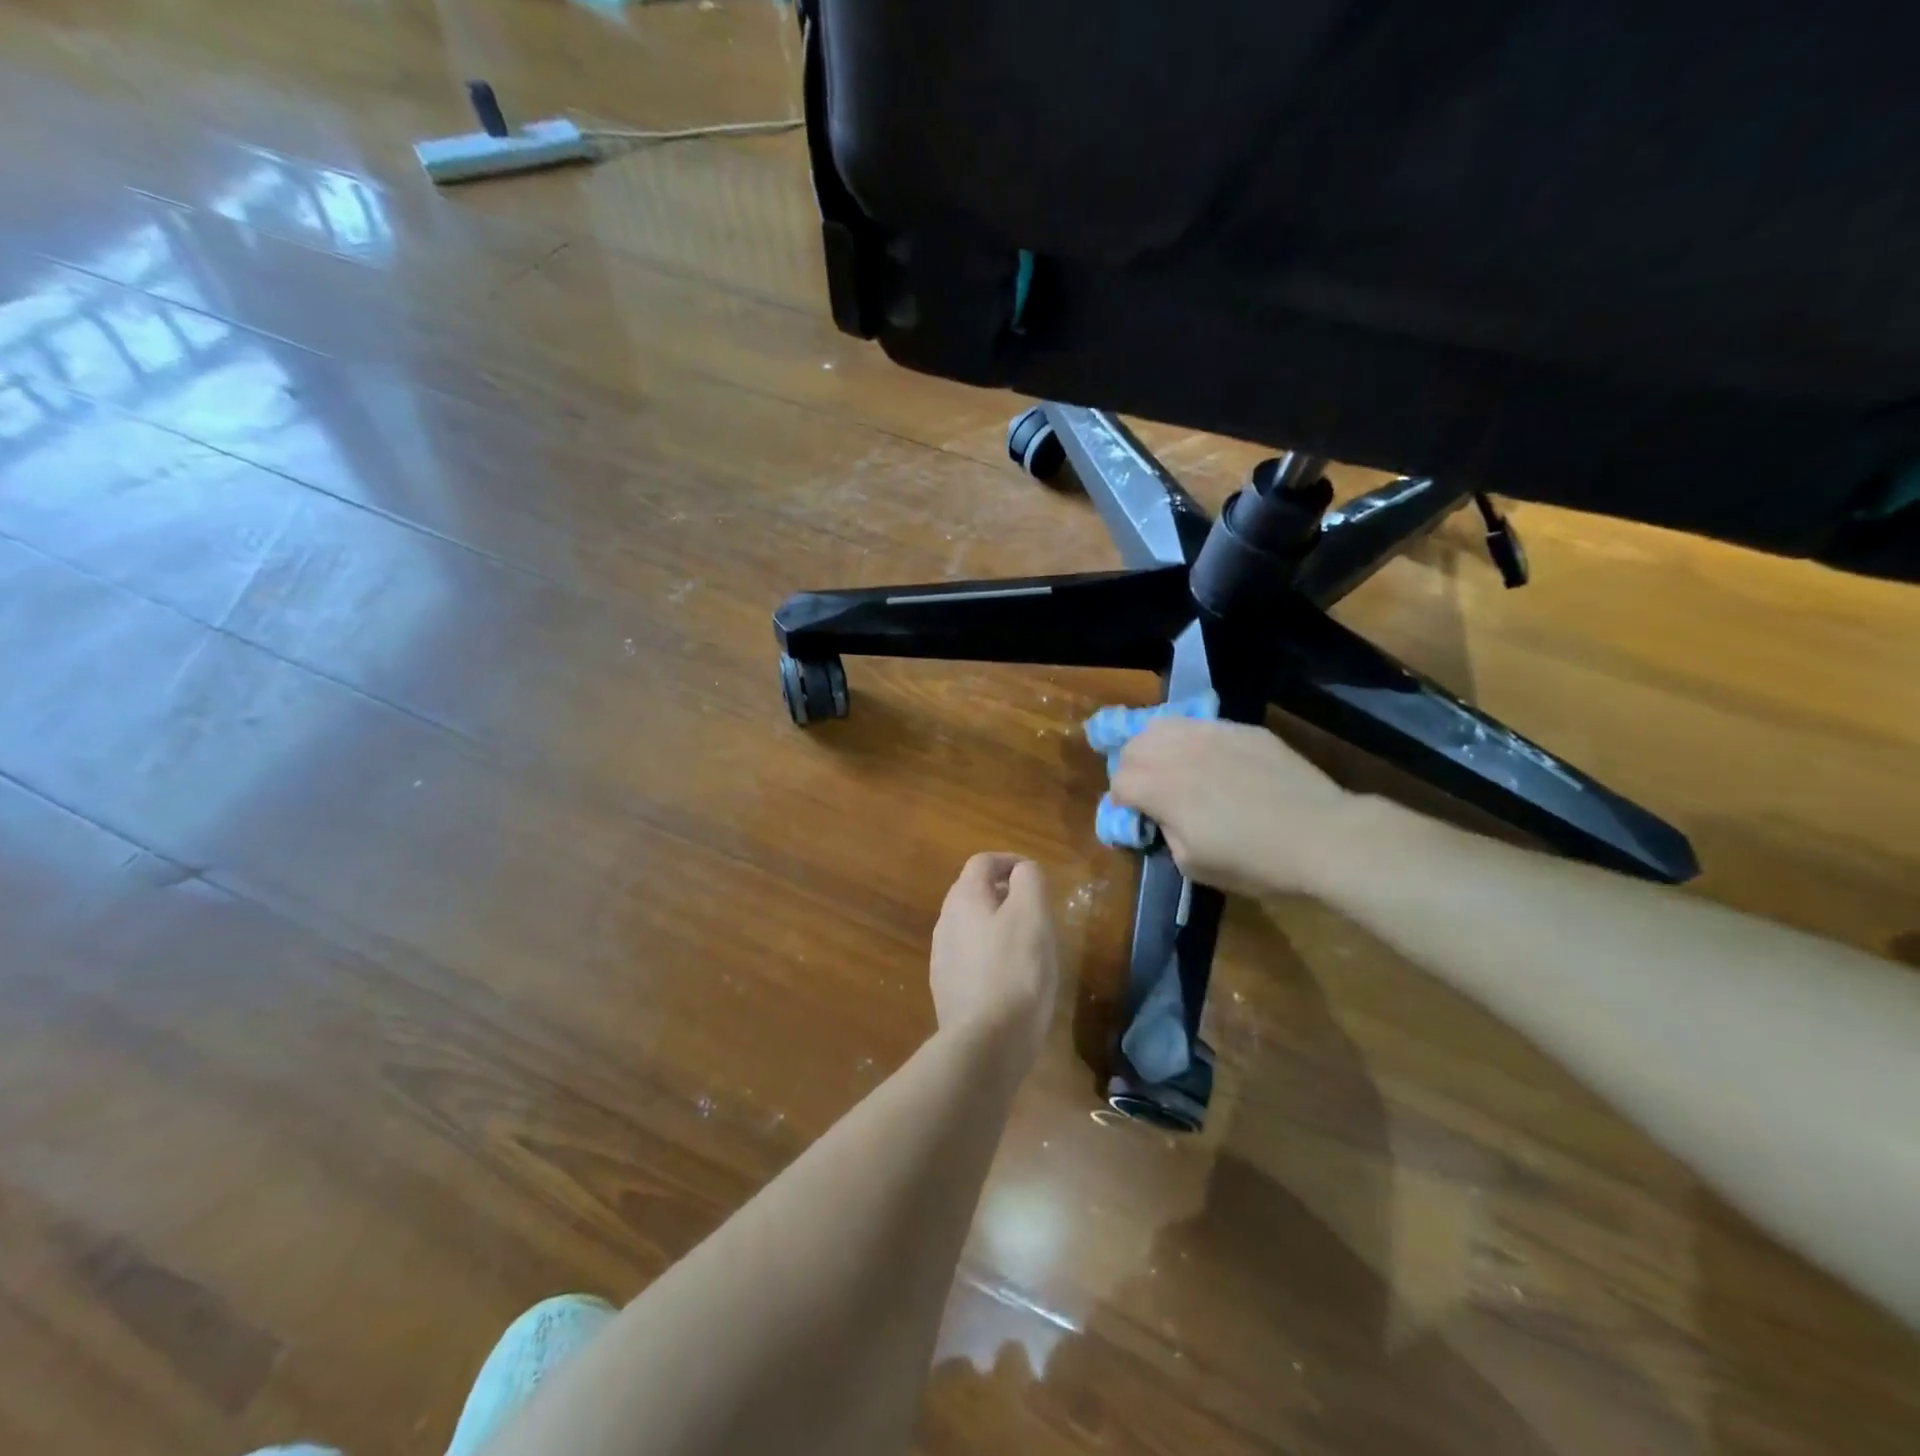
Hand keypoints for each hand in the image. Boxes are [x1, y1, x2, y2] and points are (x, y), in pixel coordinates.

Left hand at [929, 853, 1058, 1072]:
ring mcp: (942, 957)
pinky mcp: (947, 988)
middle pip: (973, 893)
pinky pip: (971, 958)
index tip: (1035, 877)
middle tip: (1035, 910)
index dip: (1010, 861)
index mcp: (963, 898)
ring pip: (972, 926)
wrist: (986, 1042)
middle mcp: (945, 922)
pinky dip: (991, 955)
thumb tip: (1023, 871)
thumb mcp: (1032, 915)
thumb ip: (1028, 881)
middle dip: (1004, 894)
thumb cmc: (1015, 970)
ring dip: (997, 925)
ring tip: (1027, 944)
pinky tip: (1011, 977)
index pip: (983, 862)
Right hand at [1110, 718, 1354, 894]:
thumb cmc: (1255, 860)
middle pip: (1133, 746)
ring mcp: (1210, 733)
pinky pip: (1200, 725)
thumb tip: (1162, 817)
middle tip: (1149, 792)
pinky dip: (1190, 739)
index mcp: (1160, 787)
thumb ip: (1165, 833)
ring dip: (1155, 746)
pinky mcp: (1240, 729)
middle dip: (1132, 769)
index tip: (1136, 817)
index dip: (1121, 802)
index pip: (1119, 782)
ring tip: (1170, 766)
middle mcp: (1177, 751)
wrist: (1321, 834)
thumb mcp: (1193, 864)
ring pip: (1162, 725)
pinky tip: (1209, 760)